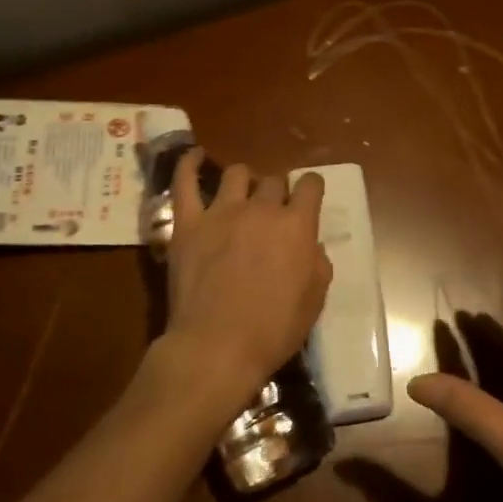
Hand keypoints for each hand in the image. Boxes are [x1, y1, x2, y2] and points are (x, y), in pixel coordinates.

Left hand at [157, 149, 331, 418]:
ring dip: (245, 181)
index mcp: (296, 225)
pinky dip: (188, 164)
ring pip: (236, 174)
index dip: (311, 188)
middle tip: (271, 214)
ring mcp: (221, 212)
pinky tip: (194, 155)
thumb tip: (310, 245)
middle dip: (277, 193)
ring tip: (241, 194)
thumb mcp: (315, 300)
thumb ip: (317, 262)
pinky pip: (185, 183)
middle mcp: (261, 209)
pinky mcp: (188, 223)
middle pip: (273, 182)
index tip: (308, 197)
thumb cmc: (273, 330)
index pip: (310, 186)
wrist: (217, 346)